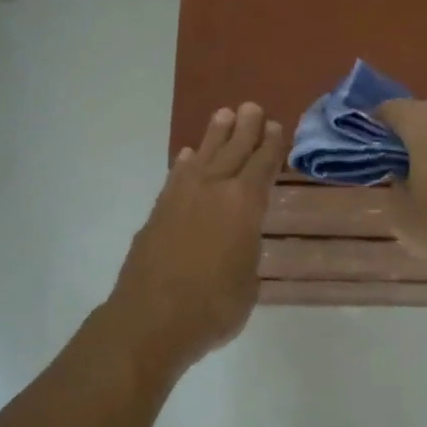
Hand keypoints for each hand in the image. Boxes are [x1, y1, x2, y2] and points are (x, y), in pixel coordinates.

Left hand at [110, 103, 282, 371]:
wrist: (150, 319)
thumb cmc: (212, 306)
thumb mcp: (248, 282)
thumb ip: (246, 252)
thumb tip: (238, 243)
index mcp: (245, 205)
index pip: (262, 166)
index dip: (270, 146)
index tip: (275, 127)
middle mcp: (214, 190)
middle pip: (233, 151)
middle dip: (245, 129)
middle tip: (251, 107)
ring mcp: (181, 198)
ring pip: (202, 156)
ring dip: (214, 136)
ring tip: (223, 115)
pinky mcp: (158, 211)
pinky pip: (176, 177)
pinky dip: (184, 164)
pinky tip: (187, 157)